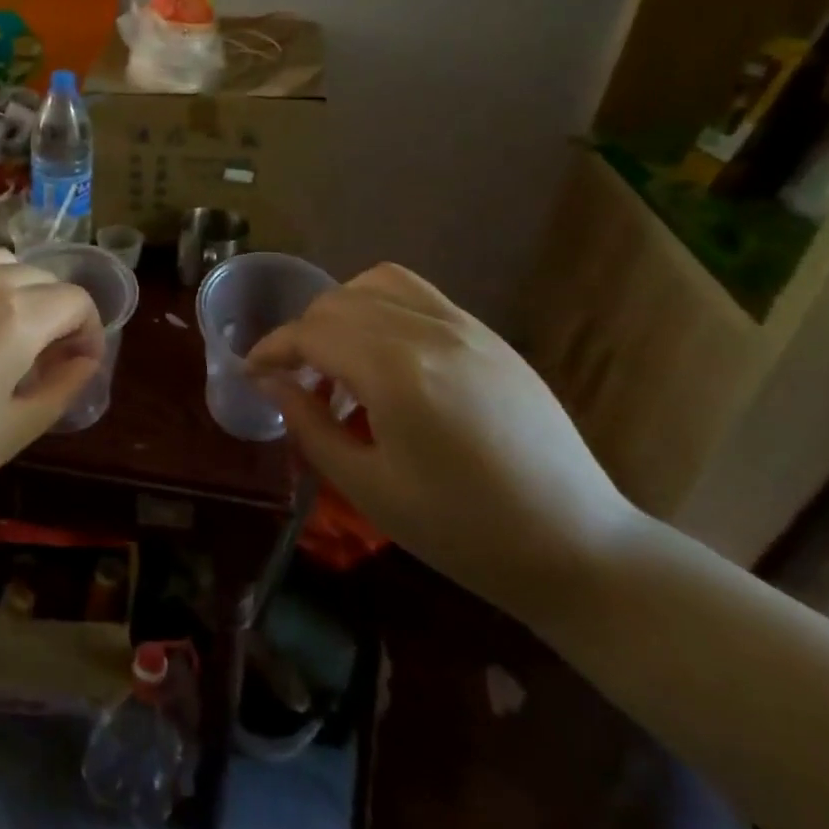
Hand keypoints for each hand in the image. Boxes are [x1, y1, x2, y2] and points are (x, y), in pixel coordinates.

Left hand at [0, 250, 101, 526]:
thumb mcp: (12, 431)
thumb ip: (62, 389)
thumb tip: (84, 360)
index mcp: (15, 315)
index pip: (75, 299)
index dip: (88, 331)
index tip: (78, 367)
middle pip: (39, 276)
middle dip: (55, 312)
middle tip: (41, 360)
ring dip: (15, 292)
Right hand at [246, 264, 639, 619]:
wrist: (577, 546)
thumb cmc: (462, 531)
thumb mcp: (368, 487)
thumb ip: (309, 425)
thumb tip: (271, 383)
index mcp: (395, 371)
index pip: (311, 333)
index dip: (271, 349)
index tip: (251, 373)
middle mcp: (428, 331)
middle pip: (338, 302)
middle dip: (302, 334)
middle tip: (293, 380)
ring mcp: (465, 327)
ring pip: (378, 283)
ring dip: (341, 310)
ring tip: (338, 357)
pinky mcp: (488, 336)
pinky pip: (419, 295)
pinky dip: (381, 307)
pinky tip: (384, 356)